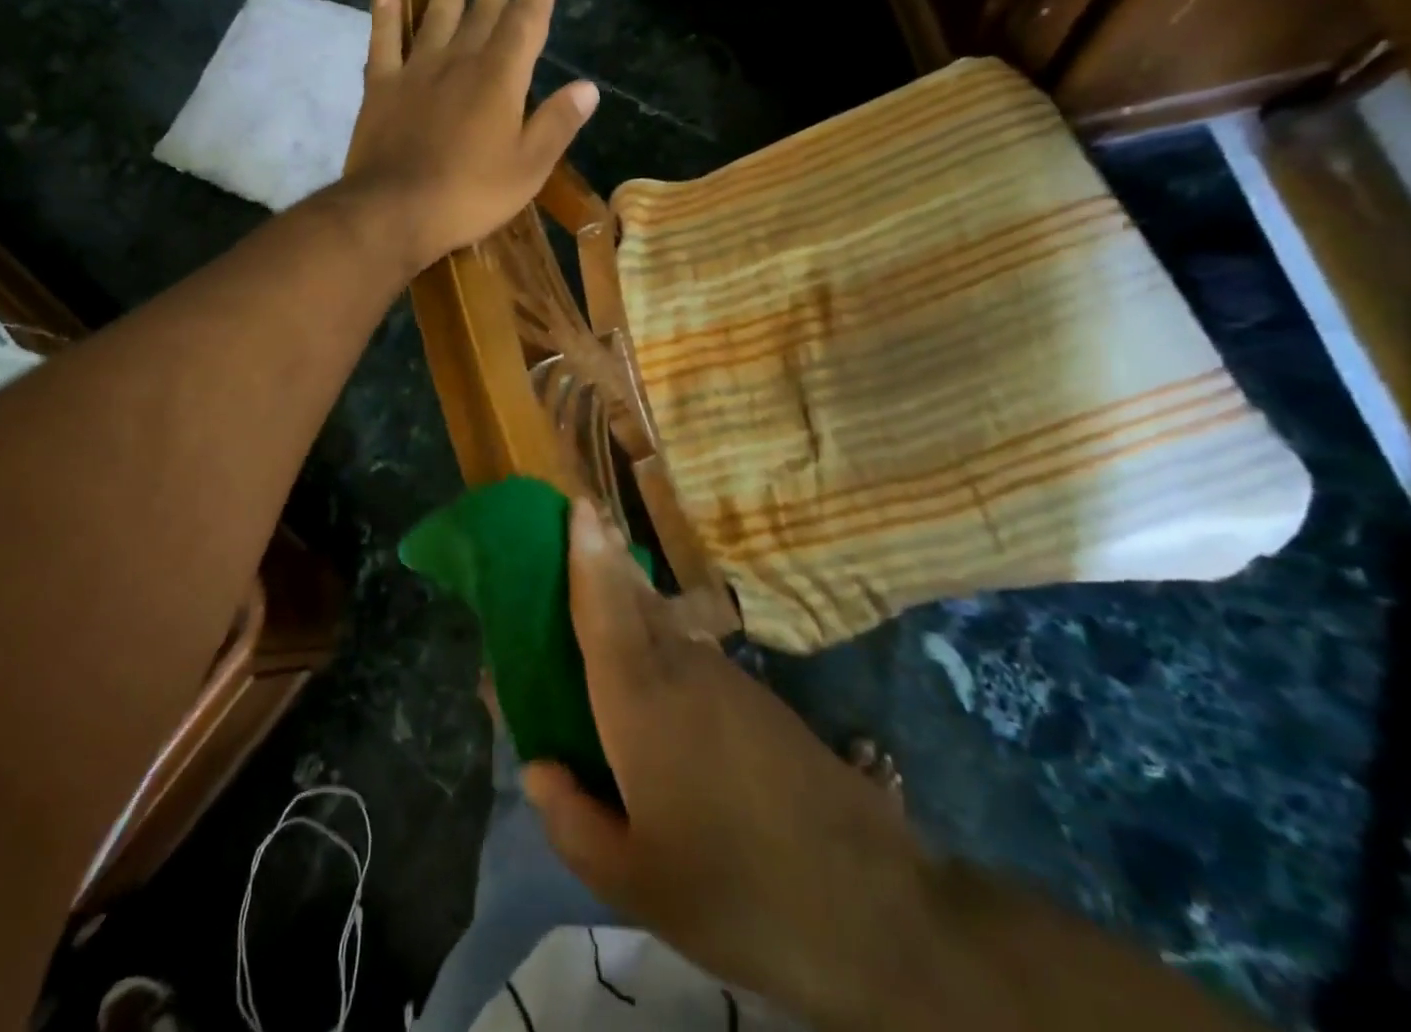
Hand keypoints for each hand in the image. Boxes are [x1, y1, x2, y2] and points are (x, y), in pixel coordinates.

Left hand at [344, 0, 597, 272]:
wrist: (395, 211)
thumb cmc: (470, 194)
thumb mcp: (529, 168)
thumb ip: (557, 124)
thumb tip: (588, 86)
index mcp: (500, 79)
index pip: (526, 22)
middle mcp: (459, 62)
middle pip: (481, 15)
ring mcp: (415, 73)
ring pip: (436, 19)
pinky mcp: (380, 90)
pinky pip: (383, 43)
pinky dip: (386, 17)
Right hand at [523, 502, 935, 1024]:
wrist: (874, 907)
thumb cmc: (737, 889)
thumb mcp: (635, 882)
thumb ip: (573, 821)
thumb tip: (537, 768)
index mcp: (640, 701)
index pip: (603, 606)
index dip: (586, 552)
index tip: (576, 502)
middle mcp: (680, 669)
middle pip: (633, 596)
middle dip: (606, 555)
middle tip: (581, 524)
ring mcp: (725, 679)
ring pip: (663, 619)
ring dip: (630, 592)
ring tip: (603, 585)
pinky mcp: (756, 699)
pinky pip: (689, 648)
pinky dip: (658, 632)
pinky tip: (651, 662)